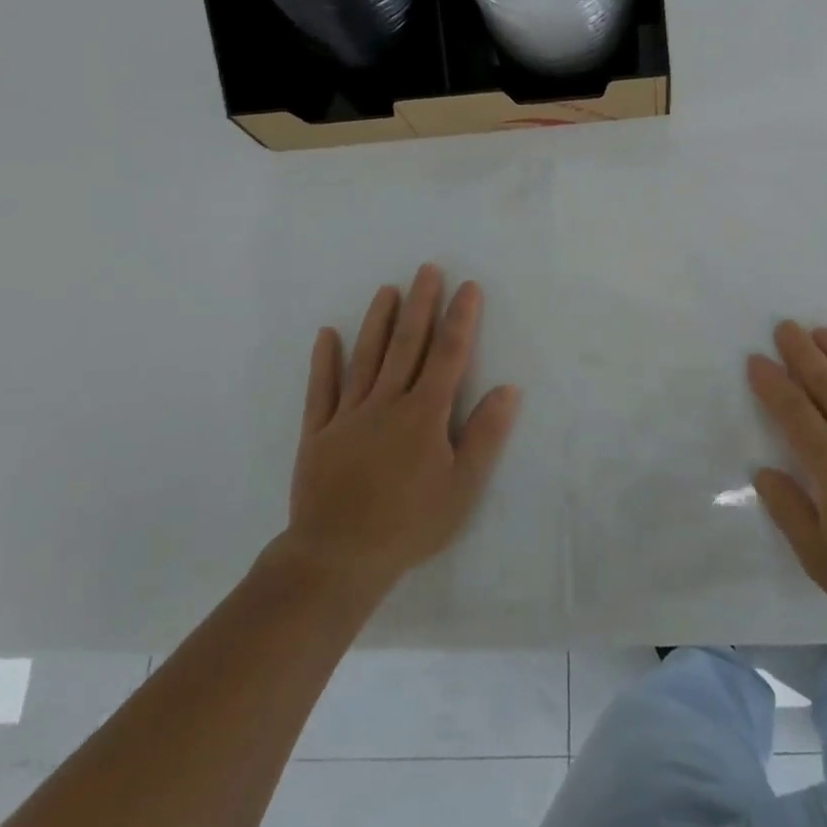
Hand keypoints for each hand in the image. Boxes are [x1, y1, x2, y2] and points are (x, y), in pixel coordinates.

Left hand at [278, 265, 520, 600]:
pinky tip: (327, 334)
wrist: (337, 557)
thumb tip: (508, 389)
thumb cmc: (409, 524)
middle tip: (427, 269)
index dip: (461, 319)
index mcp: (424, 414)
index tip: (468, 287)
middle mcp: (387, 403)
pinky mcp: (318, 433)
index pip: (448, 355)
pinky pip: (321, 389)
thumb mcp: (462, 487)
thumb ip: (484, 435)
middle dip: (421, 305)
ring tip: (388, 290)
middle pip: (407, 345)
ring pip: (366, 357)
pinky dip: (324, 360)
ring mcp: (348, 415)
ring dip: (378, 321)